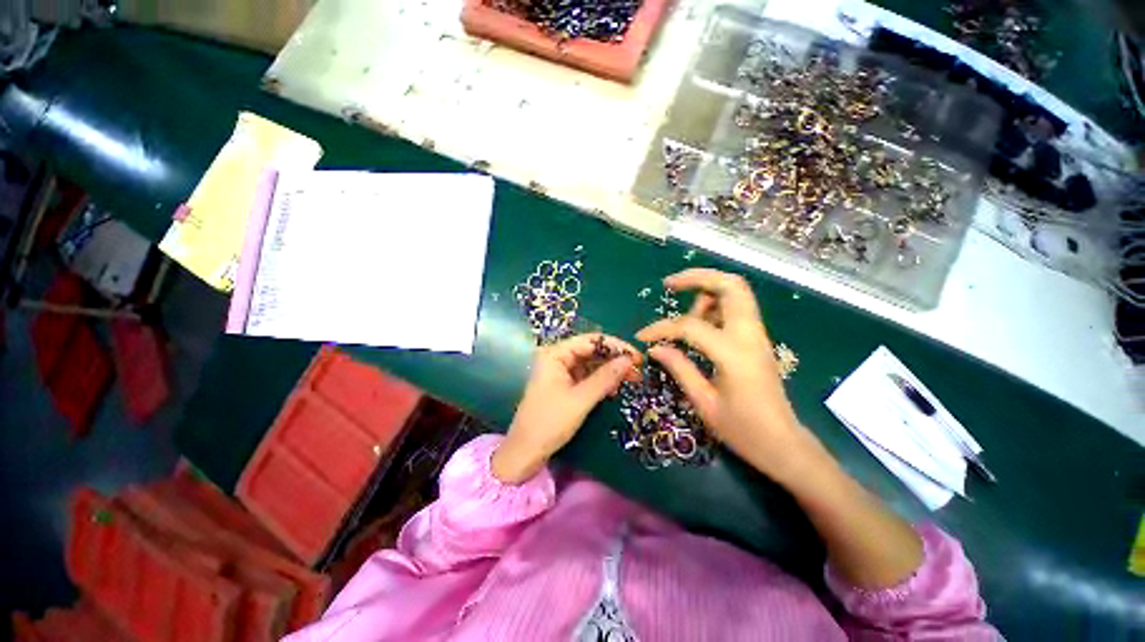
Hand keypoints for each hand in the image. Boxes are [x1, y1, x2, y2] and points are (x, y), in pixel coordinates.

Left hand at [492, 334, 640, 483]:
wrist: (525, 452)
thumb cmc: (549, 422)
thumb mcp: (580, 400)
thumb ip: (605, 378)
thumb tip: (629, 360)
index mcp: (555, 354)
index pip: (591, 340)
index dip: (616, 346)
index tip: (637, 357)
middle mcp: (557, 357)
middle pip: (592, 351)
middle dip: (614, 359)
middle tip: (638, 370)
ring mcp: (560, 371)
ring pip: (591, 364)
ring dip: (610, 371)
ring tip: (632, 379)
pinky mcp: (564, 385)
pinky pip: (587, 376)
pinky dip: (601, 381)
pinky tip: (615, 388)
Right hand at [636, 268, 823, 485]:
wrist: (784, 446)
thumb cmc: (743, 431)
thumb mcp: (704, 402)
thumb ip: (679, 368)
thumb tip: (655, 348)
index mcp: (734, 353)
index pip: (691, 326)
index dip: (662, 328)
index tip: (643, 337)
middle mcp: (750, 335)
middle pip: (731, 285)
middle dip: (698, 277)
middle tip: (670, 284)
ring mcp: (757, 335)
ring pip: (736, 293)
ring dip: (707, 292)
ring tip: (685, 313)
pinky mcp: (757, 341)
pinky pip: (737, 309)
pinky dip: (716, 306)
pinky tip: (700, 324)